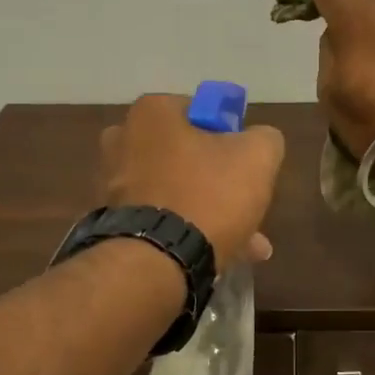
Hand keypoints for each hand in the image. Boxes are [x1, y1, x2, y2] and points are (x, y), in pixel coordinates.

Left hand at [100, 95, 285, 271]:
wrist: (156, 262)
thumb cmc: (207, 195)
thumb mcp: (258, 156)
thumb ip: (264, 139)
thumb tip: (258, 141)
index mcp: (151, 112)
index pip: (200, 111)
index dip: (230, 137)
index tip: (245, 165)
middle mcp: (121, 140)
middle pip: (186, 155)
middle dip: (219, 181)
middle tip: (246, 207)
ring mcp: (110, 184)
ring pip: (175, 192)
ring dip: (207, 212)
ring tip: (244, 244)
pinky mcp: (110, 222)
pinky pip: (159, 220)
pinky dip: (184, 232)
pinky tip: (216, 256)